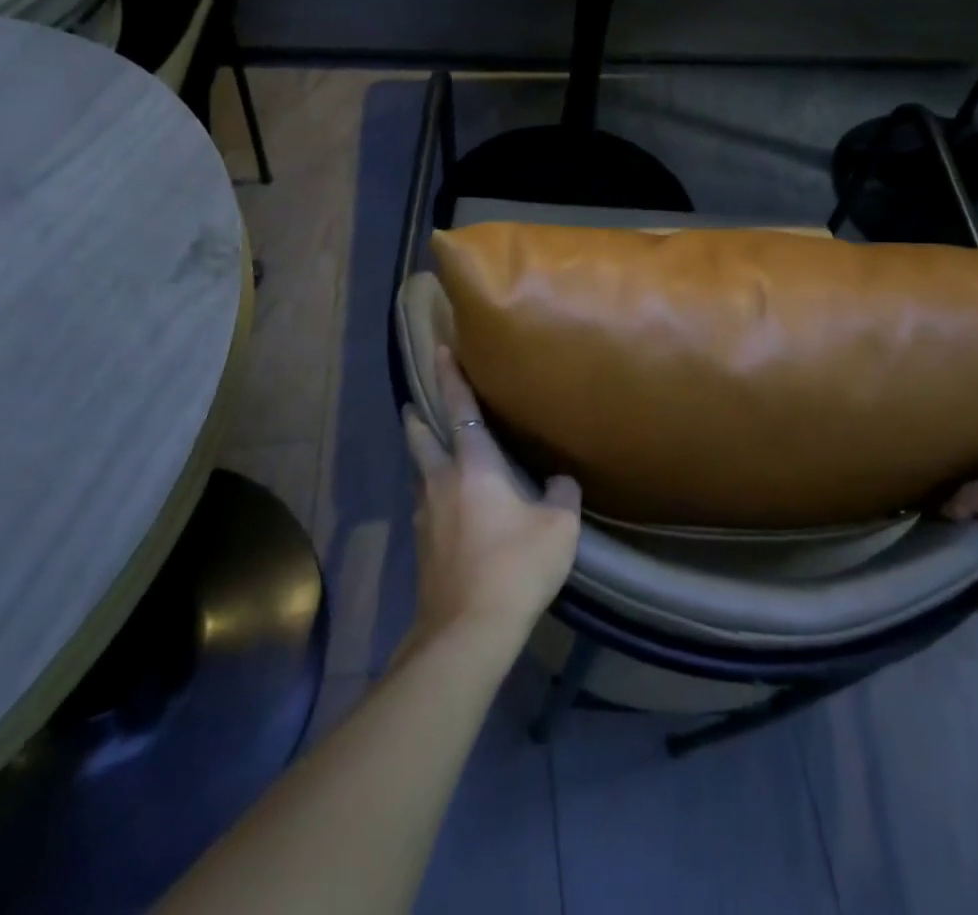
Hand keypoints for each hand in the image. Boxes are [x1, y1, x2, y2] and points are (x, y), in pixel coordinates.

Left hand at [404, 348, 581, 654]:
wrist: (468, 629)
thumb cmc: (516, 566)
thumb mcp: (558, 528)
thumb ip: (562, 495)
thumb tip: (560, 481)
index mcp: (474, 465)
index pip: (457, 408)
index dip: (449, 376)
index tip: (439, 348)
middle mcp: (442, 481)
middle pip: (421, 437)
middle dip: (417, 416)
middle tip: (415, 404)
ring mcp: (426, 515)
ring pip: (420, 473)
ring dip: (423, 458)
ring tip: (434, 455)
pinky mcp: (422, 547)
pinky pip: (425, 507)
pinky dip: (431, 496)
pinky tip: (445, 510)